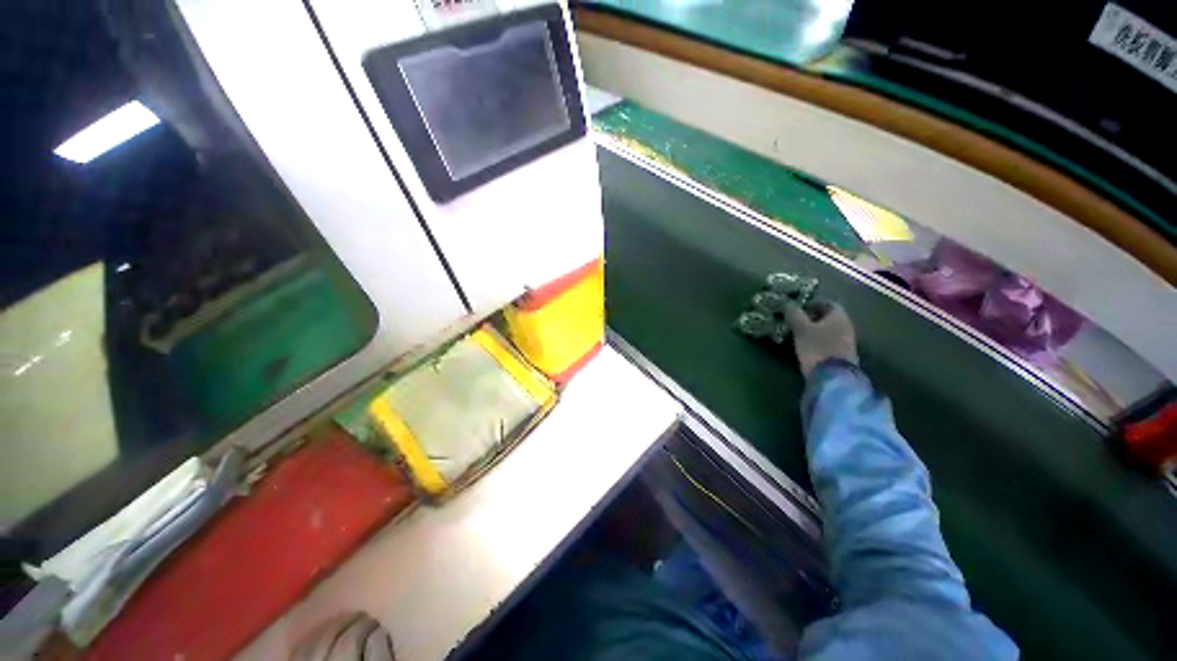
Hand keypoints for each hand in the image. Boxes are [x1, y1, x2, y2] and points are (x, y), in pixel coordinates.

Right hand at [783, 301, 858, 377]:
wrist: (833, 377)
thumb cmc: (817, 348)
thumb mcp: (801, 329)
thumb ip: (794, 314)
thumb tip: (787, 302)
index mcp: (839, 316)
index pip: (827, 303)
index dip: (812, 304)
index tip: (797, 309)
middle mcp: (846, 326)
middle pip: (828, 317)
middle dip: (812, 318)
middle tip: (795, 321)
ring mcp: (846, 341)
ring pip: (829, 330)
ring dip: (815, 330)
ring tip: (798, 335)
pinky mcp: (842, 355)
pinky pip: (829, 342)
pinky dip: (818, 341)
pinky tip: (807, 346)